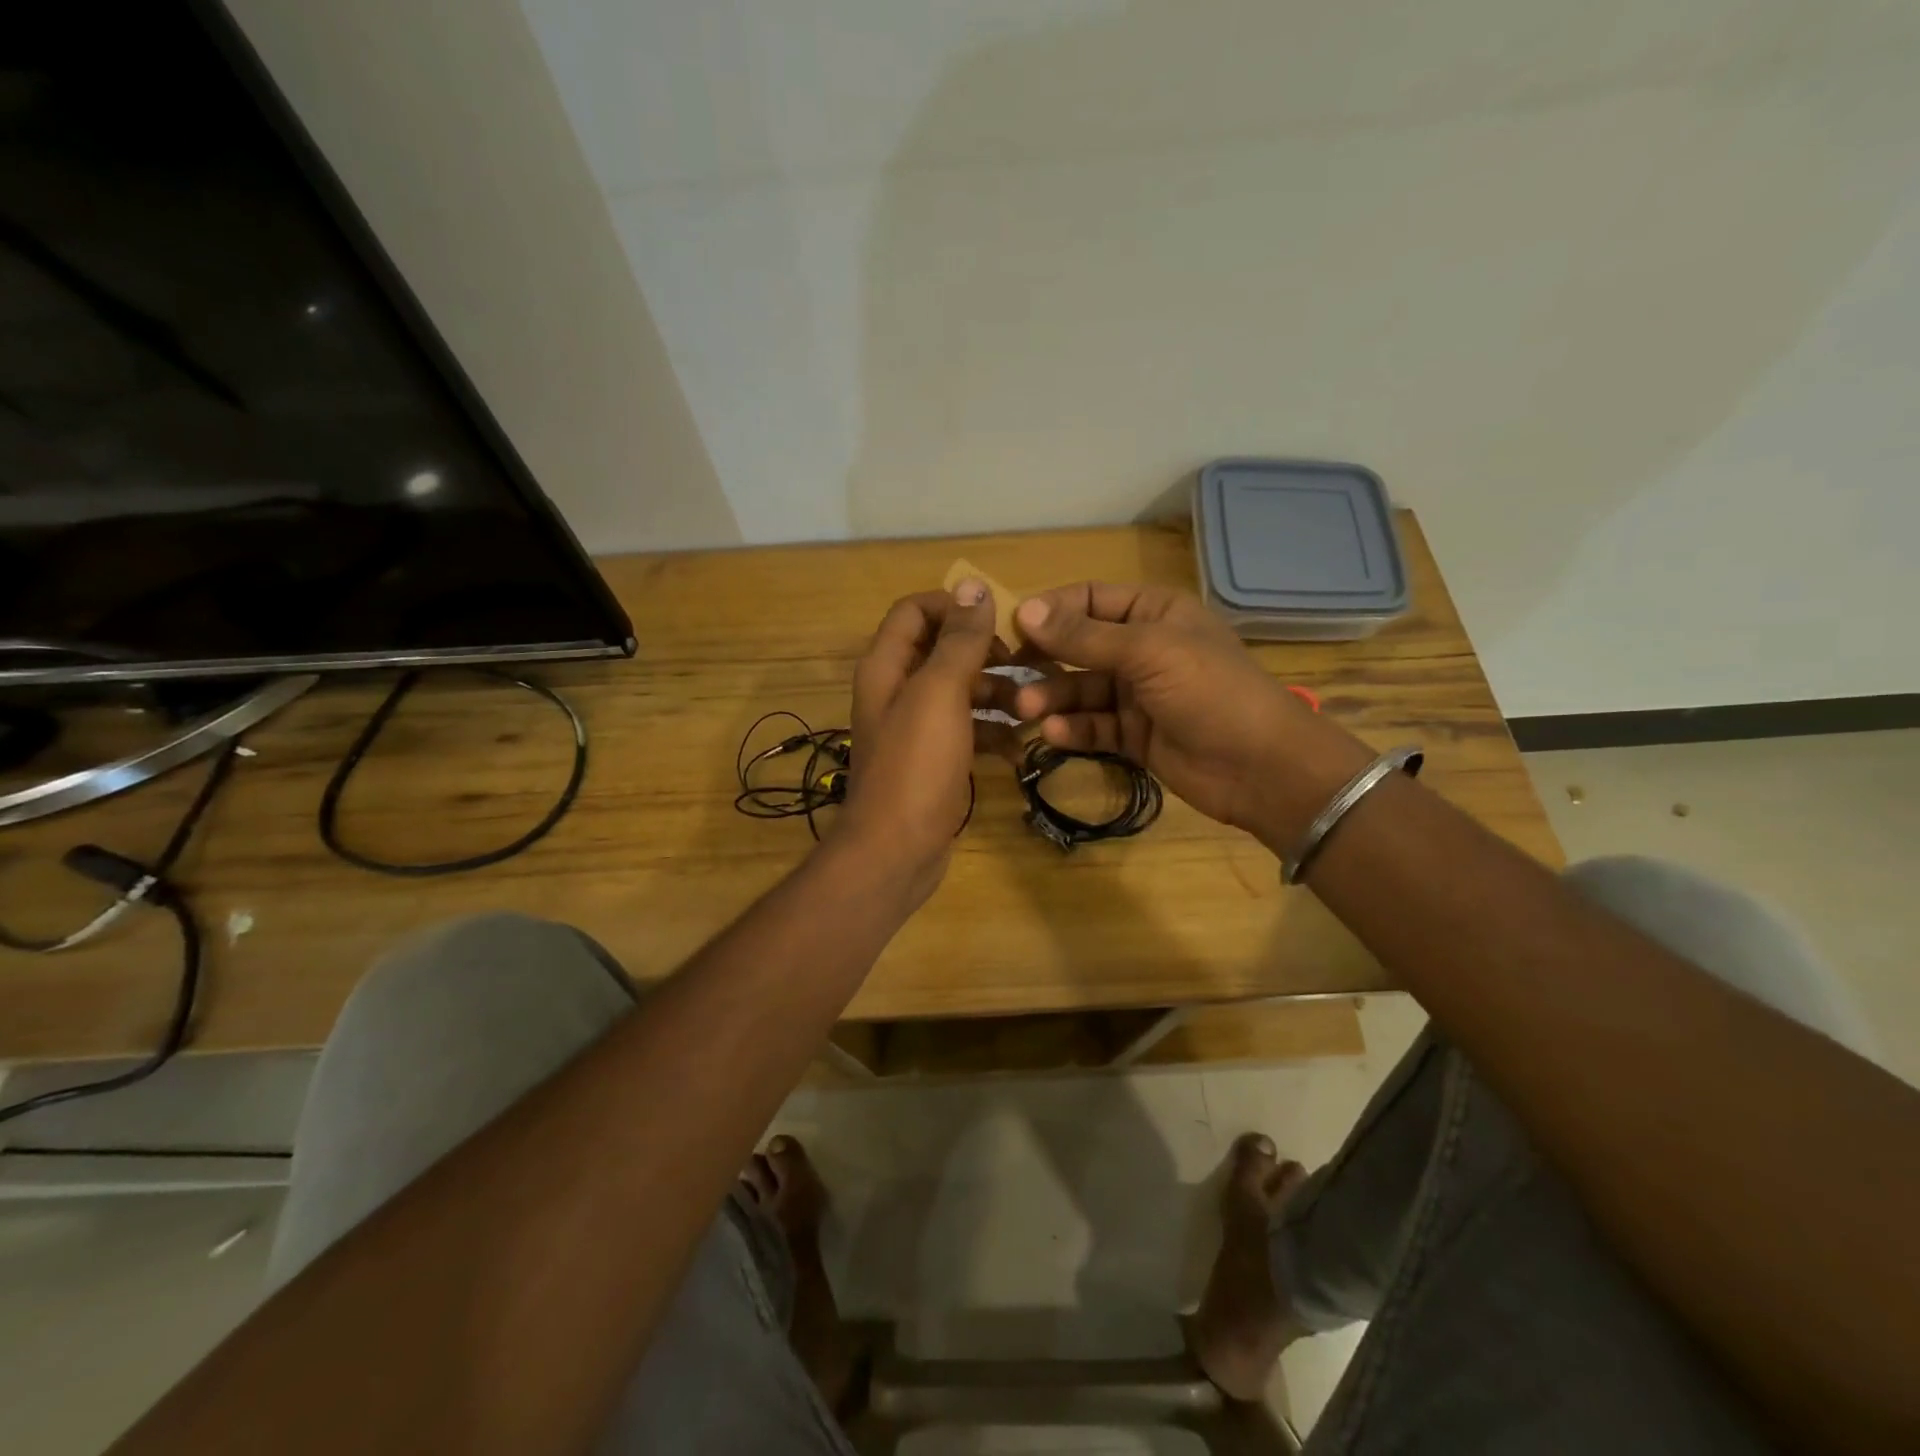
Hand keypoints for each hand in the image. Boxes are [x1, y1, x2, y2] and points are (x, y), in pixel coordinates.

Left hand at [840, 580, 1004, 904]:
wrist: (896, 851)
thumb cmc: (915, 766)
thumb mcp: (939, 694)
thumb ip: (957, 640)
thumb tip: (974, 585)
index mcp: (887, 666)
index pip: (915, 611)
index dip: (955, 607)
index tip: (999, 623)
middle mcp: (897, 690)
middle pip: (943, 652)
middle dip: (987, 655)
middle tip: (1028, 667)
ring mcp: (915, 729)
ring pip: (961, 693)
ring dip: (997, 696)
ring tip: (1033, 711)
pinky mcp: (933, 761)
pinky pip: (967, 732)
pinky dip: (992, 734)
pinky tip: (1020, 749)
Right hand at [1001, 583, 1370, 844]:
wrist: (1262, 767)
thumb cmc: (1210, 692)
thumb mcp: (1147, 652)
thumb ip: (1084, 636)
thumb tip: (1024, 609)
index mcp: (1153, 612)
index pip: (1089, 600)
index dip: (1050, 611)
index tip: (1011, 629)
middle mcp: (1143, 648)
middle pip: (1079, 647)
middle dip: (1045, 660)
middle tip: (1008, 675)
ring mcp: (1139, 694)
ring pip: (1082, 690)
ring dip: (1052, 697)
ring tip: (1025, 709)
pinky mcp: (1135, 735)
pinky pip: (1094, 726)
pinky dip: (1073, 729)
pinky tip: (1053, 733)